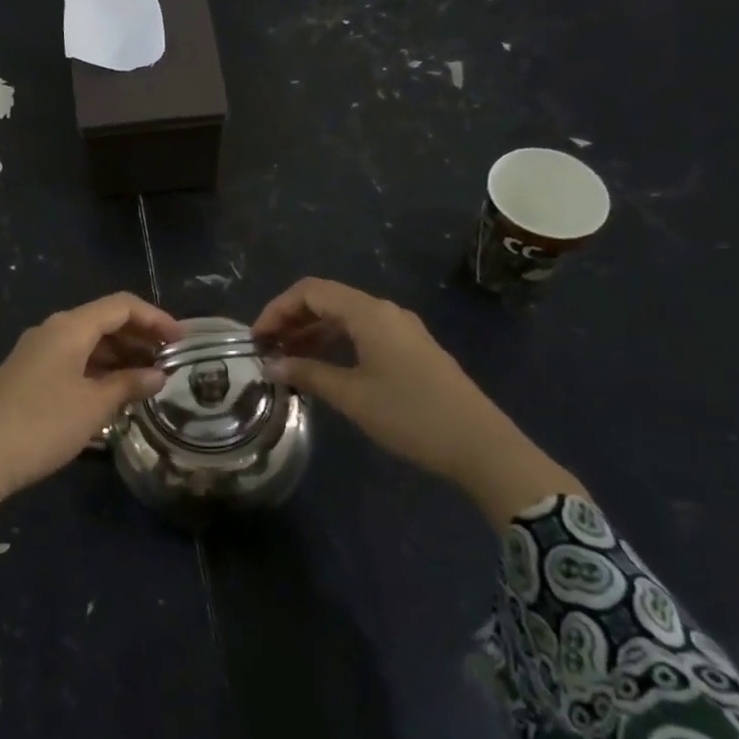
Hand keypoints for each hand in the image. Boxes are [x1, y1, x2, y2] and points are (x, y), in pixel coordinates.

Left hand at [0, 293, 180, 547]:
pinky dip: (96, 369)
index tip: (181, 340)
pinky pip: (70, 360)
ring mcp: (35, 352)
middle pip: (103, 320)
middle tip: (167, 362)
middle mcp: (51, 330)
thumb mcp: (93, 406)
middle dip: (138, 337)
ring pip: (86, 342)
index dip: (155, 318)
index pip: (121, 306)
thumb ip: (129, 385)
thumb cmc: (42, 425)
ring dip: (118, 355)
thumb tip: (157, 375)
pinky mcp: (25, 375)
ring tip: (144, 380)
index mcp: (69, 327)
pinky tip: (110, 393)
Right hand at [253, 277, 584, 528]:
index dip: (277, 309)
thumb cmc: (410, 415)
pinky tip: (323, 368)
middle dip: (292, 320)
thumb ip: (308, 374)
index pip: (310, 291)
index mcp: (368, 313)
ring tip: (287, 360)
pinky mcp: (411, 350)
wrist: (481, 446)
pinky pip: (362, 333)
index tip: (256, 338)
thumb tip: (271, 364)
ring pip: (345, 317)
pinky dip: (335, 343)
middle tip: (267, 349)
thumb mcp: (352, 396)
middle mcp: (385, 311)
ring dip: (312, 333)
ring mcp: (401, 329)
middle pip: (327, 299)